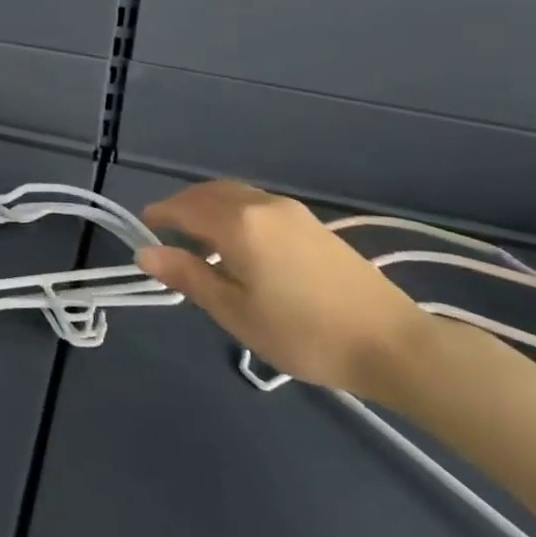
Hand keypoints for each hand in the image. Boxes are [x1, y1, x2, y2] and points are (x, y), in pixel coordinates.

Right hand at [137, 179, 432, 397]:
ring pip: (235, 195)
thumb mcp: (235, 312)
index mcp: (238, 223)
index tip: (143, 228)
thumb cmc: (303, 333)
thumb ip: (188, 276)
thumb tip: (145, 252)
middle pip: (209, 193)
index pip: (184, 207)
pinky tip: (238, 244)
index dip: (160, 215)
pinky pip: (257, 204)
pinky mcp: (312, 223)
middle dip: (182, 207)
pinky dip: (234, 212)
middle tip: (167, 235)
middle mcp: (262, 204)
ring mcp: (291, 211)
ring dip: (209, 208)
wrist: (392, 343)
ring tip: (200, 242)